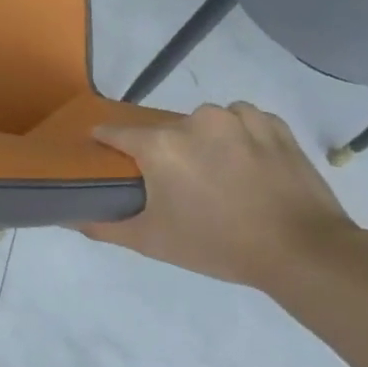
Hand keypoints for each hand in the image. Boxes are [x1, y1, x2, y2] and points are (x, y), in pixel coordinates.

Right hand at [82, 102, 367, 290]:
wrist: (301, 249)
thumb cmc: (216, 244)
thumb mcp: (151, 241)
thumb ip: (103, 226)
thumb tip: (67, 217)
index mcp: (161, 145)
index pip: (115, 132)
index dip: (105, 144)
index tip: (105, 158)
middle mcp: (196, 120)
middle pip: (163, 130)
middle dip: (163, 152)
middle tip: (176, 186)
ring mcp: (239, 117)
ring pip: (204, 123)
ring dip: (202, 142)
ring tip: (217, 177)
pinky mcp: (273, 123)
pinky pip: (241, 121)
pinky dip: (238, 137)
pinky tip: (246, 167)